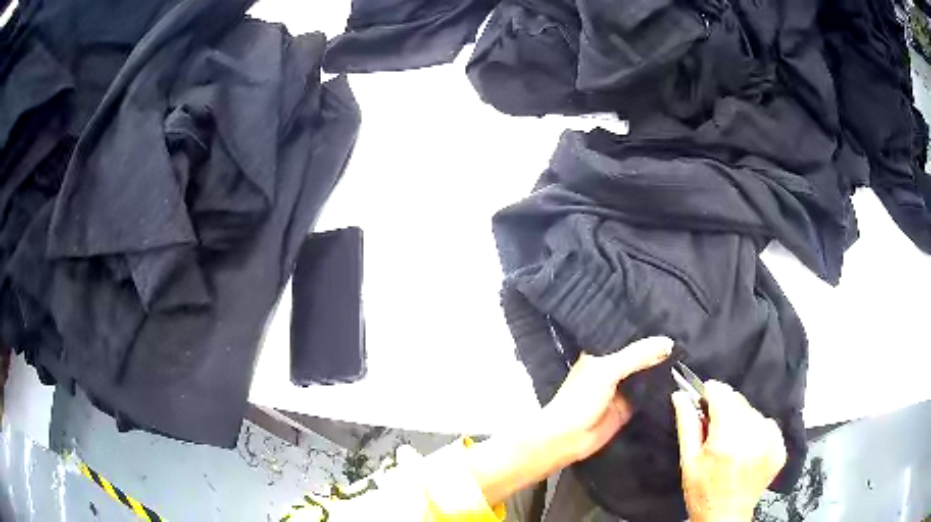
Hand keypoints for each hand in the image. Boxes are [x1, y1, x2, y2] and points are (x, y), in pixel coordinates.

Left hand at [469, 336, 671, 505]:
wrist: (568, 439)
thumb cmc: (579, 400)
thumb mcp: (608, 371)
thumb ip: (636, 356)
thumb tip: (667, 343)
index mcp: (602, 353)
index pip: (629, 336)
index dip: (648, 331)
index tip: (673, 321)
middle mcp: (613, 367)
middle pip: (641, 356)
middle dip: (659, 351)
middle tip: (687, 340)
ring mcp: (622, 388)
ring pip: (647, 375)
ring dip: (662, 370)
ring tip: (688, 357)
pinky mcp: (630, 407)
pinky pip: (649, 395)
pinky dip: (661, 390)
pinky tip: (681, 382)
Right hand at [672, 381, 786, 521]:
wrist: (726, 517)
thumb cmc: (703, 493)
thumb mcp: (689, 461)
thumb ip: (687, 425)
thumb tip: (680, 396)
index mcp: (727, 438)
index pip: (721, 393)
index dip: (709, 394)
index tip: (703, 400)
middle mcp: (752, 435)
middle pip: (738, 401)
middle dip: (725, 410)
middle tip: (715, 433)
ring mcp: (770, 440)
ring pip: (752, 411)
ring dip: (741, 420)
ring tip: (731, 445)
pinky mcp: (779, 446)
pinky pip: (767, 424)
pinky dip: (756, 431)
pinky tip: (746, 450)